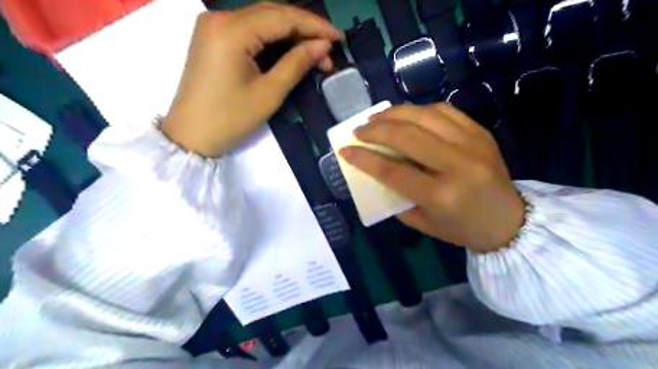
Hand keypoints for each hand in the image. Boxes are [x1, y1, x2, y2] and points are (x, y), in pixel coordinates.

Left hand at [162, 5, 340, 157]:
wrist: (191, 136)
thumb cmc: (230, 119)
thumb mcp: (269, 93)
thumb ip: (297, 64)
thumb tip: (323, 46)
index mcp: (231, 30)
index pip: (283, 17)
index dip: (315, 26)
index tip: (339, 39)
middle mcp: (219, 18)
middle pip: (272, 12)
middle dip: (304, 29)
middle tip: (329, 49)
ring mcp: (213, 26)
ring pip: (262, 20)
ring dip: (290, 33)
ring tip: (315, 53)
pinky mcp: (213, 37)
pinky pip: (250, 30)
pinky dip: (273, 39)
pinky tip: (290, 50)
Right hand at [339, 104, 525, 252]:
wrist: (509, 221)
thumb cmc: (461, 228)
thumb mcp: (422, 223)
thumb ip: (396, 197)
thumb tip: (375, 170)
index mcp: (441, 195)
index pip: (392, 171)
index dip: (364, 158)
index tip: (345, 150)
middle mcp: (457, 164)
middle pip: (407, 136)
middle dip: (376, 129)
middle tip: (359, 130)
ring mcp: (472, 144)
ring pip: (425, 115)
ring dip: (395, 113)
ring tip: (377, 117)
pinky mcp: (481, 132)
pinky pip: (445, 110)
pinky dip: (420, 110)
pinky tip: (407, 115)